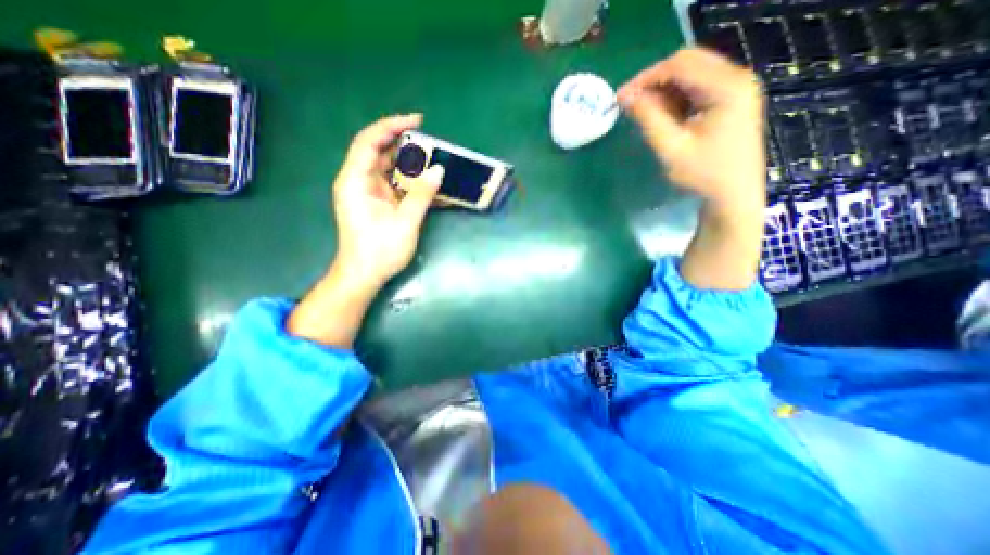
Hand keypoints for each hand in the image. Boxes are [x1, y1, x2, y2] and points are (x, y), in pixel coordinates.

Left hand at [333, 114, 445, 284]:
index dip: (391, 126)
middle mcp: (358, 181)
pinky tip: (424, 180)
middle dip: (403, 143)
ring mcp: (366, 192)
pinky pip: (391, 183)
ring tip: (432, 158)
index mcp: (356, 181)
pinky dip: (407, 179)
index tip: (417, 121)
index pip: (369, 142)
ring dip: (407, 162)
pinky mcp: (375, 202)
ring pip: (386, 167)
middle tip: (430, 142)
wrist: (364, 275)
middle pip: (377, 151)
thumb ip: (422, 194)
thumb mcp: (405, 222)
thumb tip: (439, 169)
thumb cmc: (380, 250)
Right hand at [616, 47, 764, 212]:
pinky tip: (663, 116)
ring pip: (691, 74)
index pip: (679, 66)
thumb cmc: (703, 175)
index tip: (620, 98)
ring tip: (644, 113)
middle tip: (630, 104)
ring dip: (663, 90)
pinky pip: (697, 87)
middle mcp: (736, 78)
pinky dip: (675, 98)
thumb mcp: (671, 148)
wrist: (733, 195)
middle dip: (654, 81)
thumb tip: (626, 97)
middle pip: (687, 63)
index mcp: (727, 87)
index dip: (645, 78)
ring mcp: (736, 87)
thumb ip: (649, 119)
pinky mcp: (731, 99)